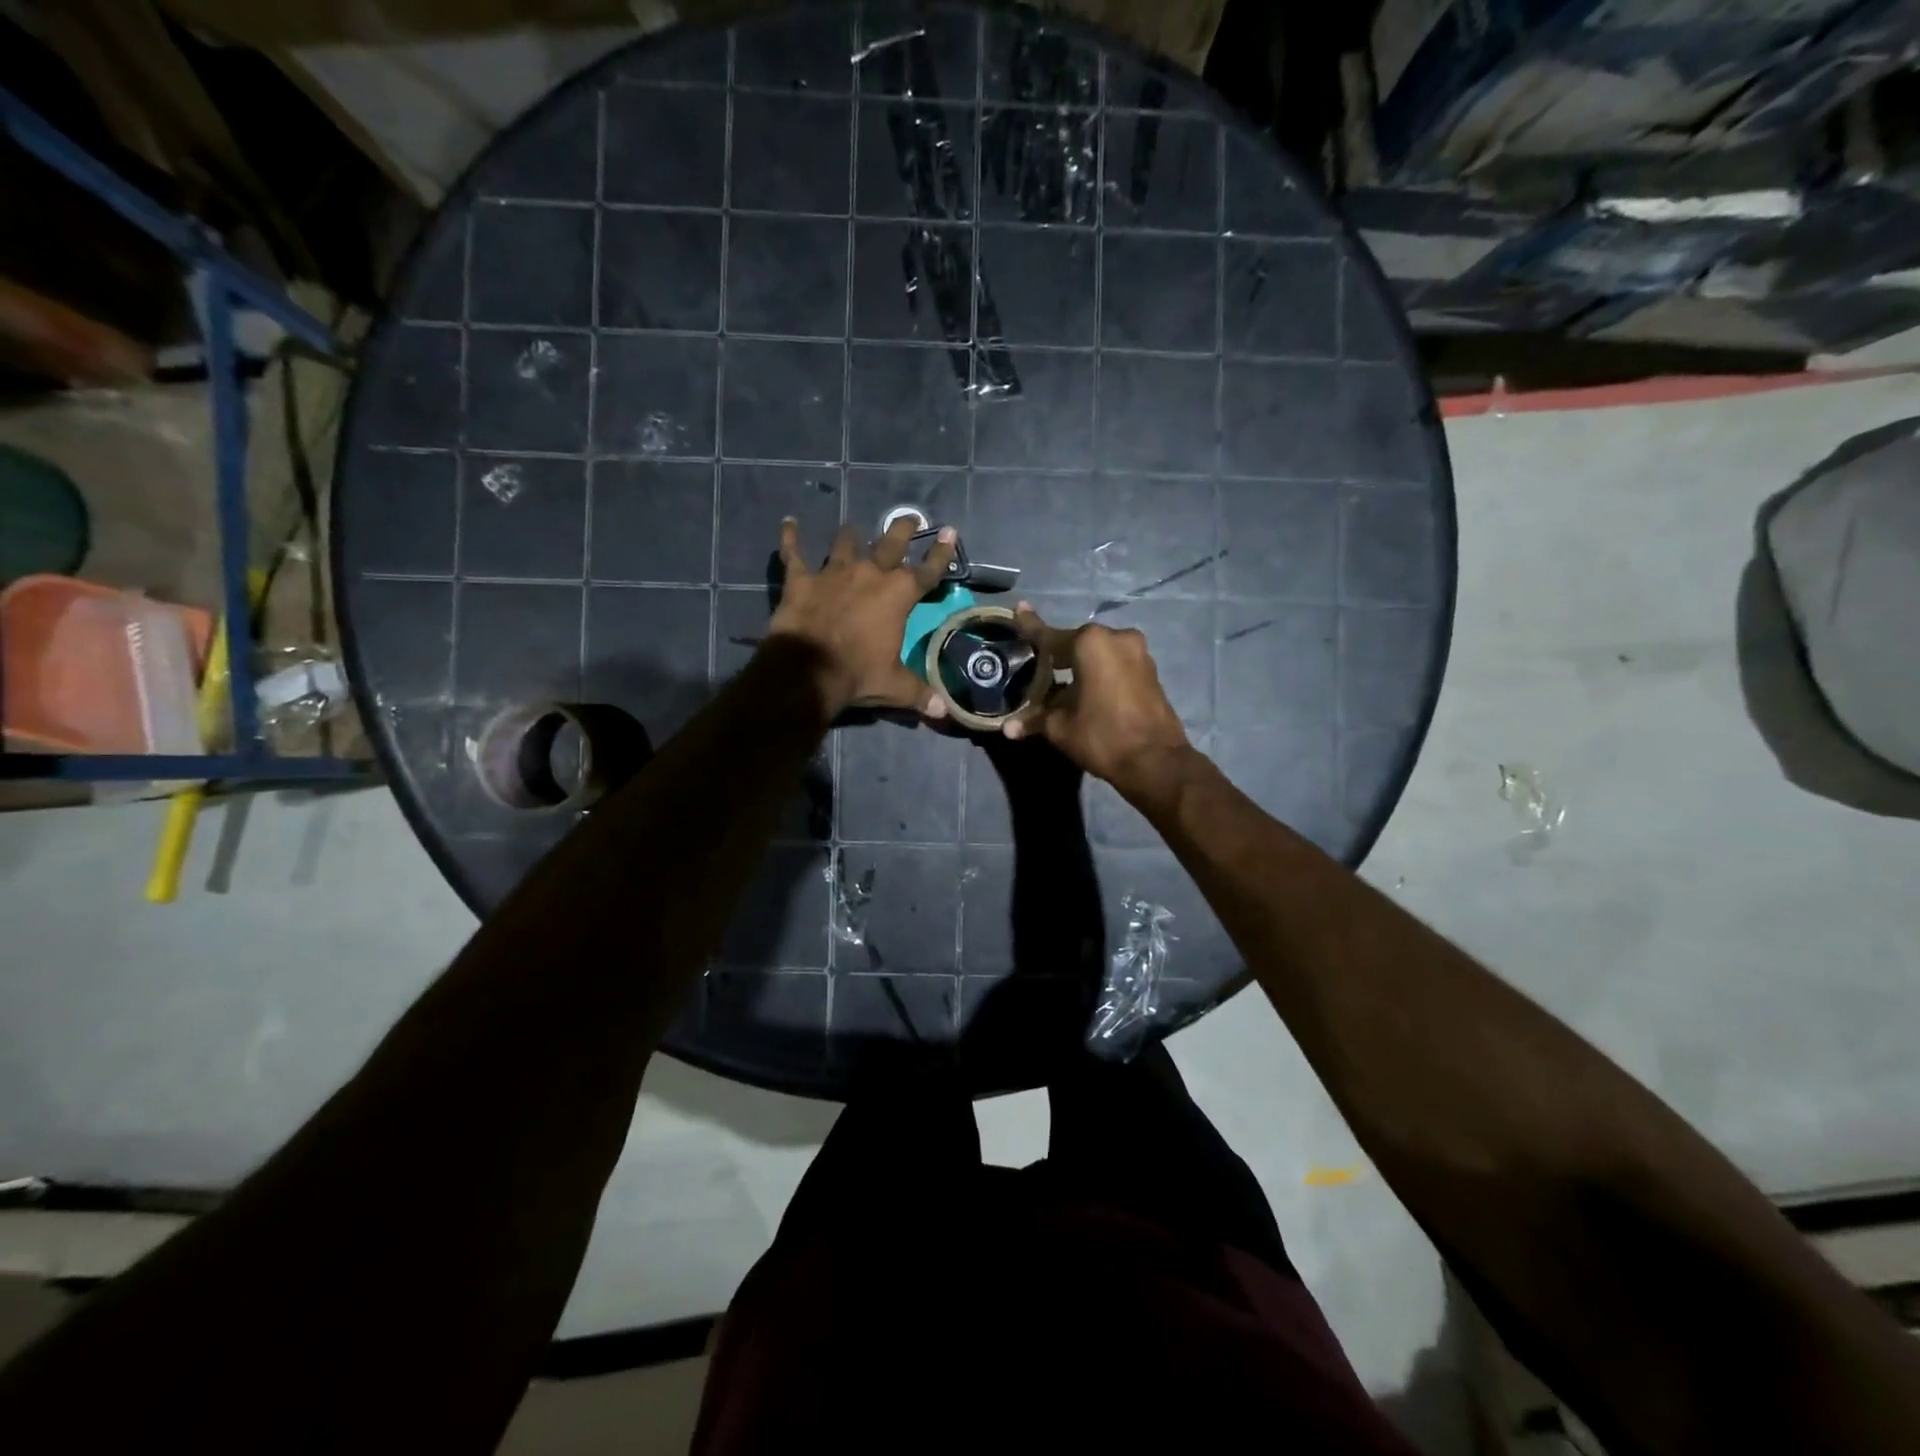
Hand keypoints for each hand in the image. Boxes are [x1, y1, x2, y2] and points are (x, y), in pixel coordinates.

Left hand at [767, 517, 956, 716]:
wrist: (808, 670)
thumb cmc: (858, 674)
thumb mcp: (896, 687)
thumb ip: (920, 694)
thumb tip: (944, 711)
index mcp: (898, 594)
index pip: (928, 570)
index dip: (942, 553)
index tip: (951, 533)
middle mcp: (870, 574)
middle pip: (891, 543)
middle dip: (903, 529)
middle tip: (909, 518)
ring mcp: (834, 572)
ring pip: (845, 543)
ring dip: (850, 536)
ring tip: (853, 530)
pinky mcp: (802, 579)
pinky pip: (795, 553)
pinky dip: (791, 537)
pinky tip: (789, 523)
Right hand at [1002, 603, 1189, 797]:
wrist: (1156, 762)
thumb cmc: (1102, 736)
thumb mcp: (1060, 728)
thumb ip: (1034, 719)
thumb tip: (1008, 728)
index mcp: (1090, 643)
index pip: (1050, 635)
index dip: (1030, 626)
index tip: (1019, 608)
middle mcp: (1116, 638)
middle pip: (1076, 643)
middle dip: (1056, 656)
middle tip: (1036, 667)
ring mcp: (1138, 652)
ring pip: (1098, 654)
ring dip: (1080, 666)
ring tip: (1059, 683)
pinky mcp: (1150, 670)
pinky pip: (1115, 664)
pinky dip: (1099, 672)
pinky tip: (1085, 690)